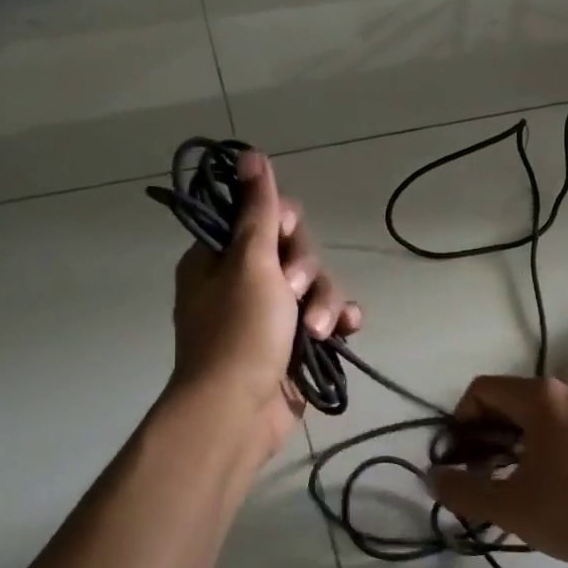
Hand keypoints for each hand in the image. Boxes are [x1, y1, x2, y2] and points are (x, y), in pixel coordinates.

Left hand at [168, 151, 359, 459]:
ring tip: (315, 332)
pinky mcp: (297, 345)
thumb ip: (258, 210)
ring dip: (324, 304)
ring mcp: (273, 316)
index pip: (260, 220)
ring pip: (316, 287)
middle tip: (292, 292)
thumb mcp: (249, 262)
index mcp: (220, 260)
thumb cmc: (239, 332)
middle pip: (295, 252)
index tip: (287, 235)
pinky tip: (347, 331)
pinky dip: (338, 322)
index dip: (282, 225)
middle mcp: (245, 283)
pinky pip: (327, 319)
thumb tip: (250, 155)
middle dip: (305, 272)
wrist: (240, 412)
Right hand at [428, 376, 567, 567]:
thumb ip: (463, 490)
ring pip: (564, 409)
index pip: (485, 390)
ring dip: (540, 433)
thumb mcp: (509, 508)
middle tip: (491, 470)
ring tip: (537, 472)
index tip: (461, 455)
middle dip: (497, 431)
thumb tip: (432, 477)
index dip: (462, 419)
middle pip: (522, 399)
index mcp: (543, 399)